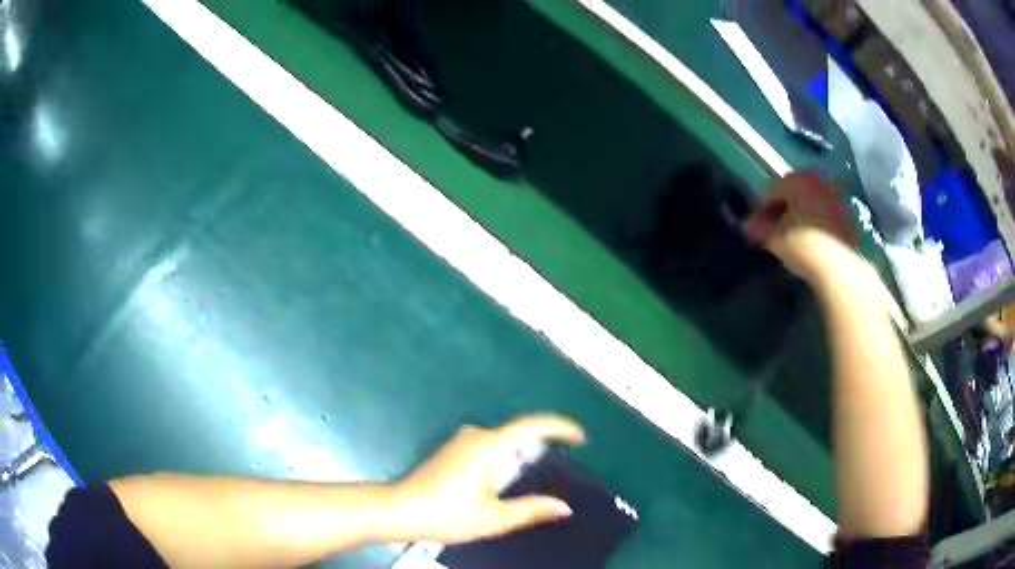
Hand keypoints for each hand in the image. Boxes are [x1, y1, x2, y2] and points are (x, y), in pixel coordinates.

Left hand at [391, 414, 584, 543]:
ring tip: (531, 483)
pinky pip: (489, 447)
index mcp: (489, 447)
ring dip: (520, 457)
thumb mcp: (493, 518)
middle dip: (540, 449)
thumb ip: (530, 510)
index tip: (581, 438)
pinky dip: (504, 460)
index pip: (532, 425)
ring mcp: (461, 441)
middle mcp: (476, 436)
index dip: (561, 427)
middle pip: (518, 434)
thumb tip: (564, 508)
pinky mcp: (452, 449)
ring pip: (503, 442)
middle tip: (558, 470)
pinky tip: (501, 485)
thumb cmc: (447, 515)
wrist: (400, 510)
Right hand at [744, 173, 862, 282]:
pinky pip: (827, 215)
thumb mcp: (774, 239)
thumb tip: (750, 227)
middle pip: (794, 193)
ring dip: (801, 216)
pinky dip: (818, 224)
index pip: (772, 190)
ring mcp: (837, 197)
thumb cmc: (803, 246)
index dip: (760, 210)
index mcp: (797, 180)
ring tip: (794, 237)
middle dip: (783, 210)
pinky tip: (812, 241)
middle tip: (773, 231)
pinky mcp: (851, 215)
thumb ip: (760, 230)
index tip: (753, 229)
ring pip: (812, 203)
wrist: (841, 268)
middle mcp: (818, 181)